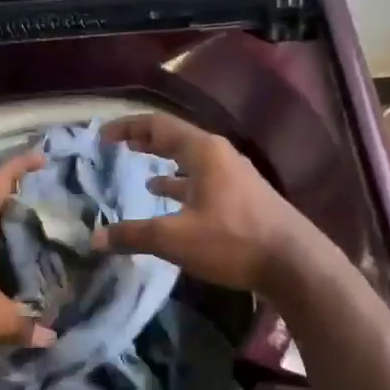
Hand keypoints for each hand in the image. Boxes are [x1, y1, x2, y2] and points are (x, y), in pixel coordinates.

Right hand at [91, 114, 321, 294]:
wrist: (294, 263)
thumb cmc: (232, 241)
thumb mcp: (175, 238)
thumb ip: (134, 235)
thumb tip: (96, 238)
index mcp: (203, 152)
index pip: (158, 126)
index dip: (128, 128)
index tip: (103, 137)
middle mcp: (220, 155)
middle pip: (177, 139)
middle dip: (146, 142)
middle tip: (120, 146)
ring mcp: (235, 176)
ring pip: (192, 161)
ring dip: (166, 164)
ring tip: (143, 174)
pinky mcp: (244, 197)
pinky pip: (204, 181)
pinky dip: (183, 185)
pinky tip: (172, 200)